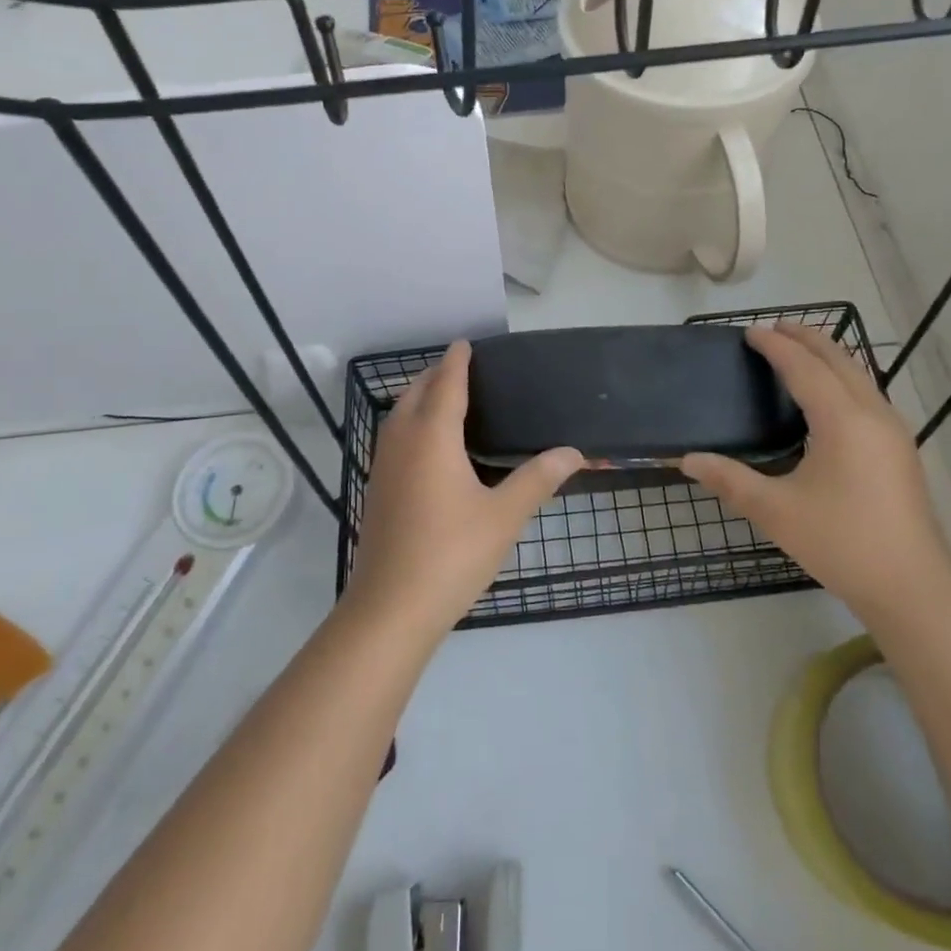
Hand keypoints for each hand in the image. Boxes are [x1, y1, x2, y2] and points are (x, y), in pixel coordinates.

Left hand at [345, 341, 582, 640]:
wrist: (391, 608)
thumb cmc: (452, 554)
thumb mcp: (504, 516)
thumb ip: (538, 479)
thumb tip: (573, 452)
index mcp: (432, 437)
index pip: (445, 384)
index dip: (456, 362)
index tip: (465, 343)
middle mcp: (402, 442)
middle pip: (415, 393)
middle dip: (435, 375)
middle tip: (461, 368)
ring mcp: (383, 467)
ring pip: (399, 416)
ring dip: (419, 398)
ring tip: (446, 399)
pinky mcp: (377, 490)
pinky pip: (394, 439)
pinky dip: (411, 424)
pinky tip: (430, 447)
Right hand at [682, 323, 950, 618]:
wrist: (912, 587)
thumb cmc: (840, 542)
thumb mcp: (776, 511)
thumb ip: (730, 480)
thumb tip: (687, 459)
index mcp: (842, 420)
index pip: (804, 367)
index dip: (775, 346)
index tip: (750, 331)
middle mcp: (872, 414)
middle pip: (839, 359)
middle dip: (807, 338)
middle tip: (774, 328)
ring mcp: (893, 431)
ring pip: (859, 375)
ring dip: (829, 356)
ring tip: (800, 351)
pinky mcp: (900, 449)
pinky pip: (868, 394)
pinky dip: (843, 378)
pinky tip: (829, 397)